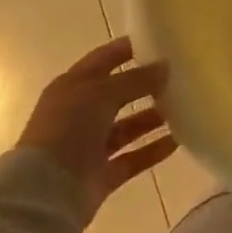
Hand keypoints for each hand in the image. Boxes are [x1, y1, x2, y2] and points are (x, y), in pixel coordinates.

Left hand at [17, 37, 177, 222]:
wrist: (46, 192)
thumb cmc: (68, 128)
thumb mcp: (101, 93)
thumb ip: (135, 79)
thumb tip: (164, 66)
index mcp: (73, 86)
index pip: (104, 59)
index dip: (128, 49)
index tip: (160, 41)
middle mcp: (81, 113)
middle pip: (118, 93)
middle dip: (145, 84)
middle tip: (179, 75)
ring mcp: (91, 146)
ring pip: (128, 126)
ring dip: (153, 117)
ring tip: (185, 106)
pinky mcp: (102, 174)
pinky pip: (134, 157)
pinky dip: (153, 149)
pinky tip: (178, 140)